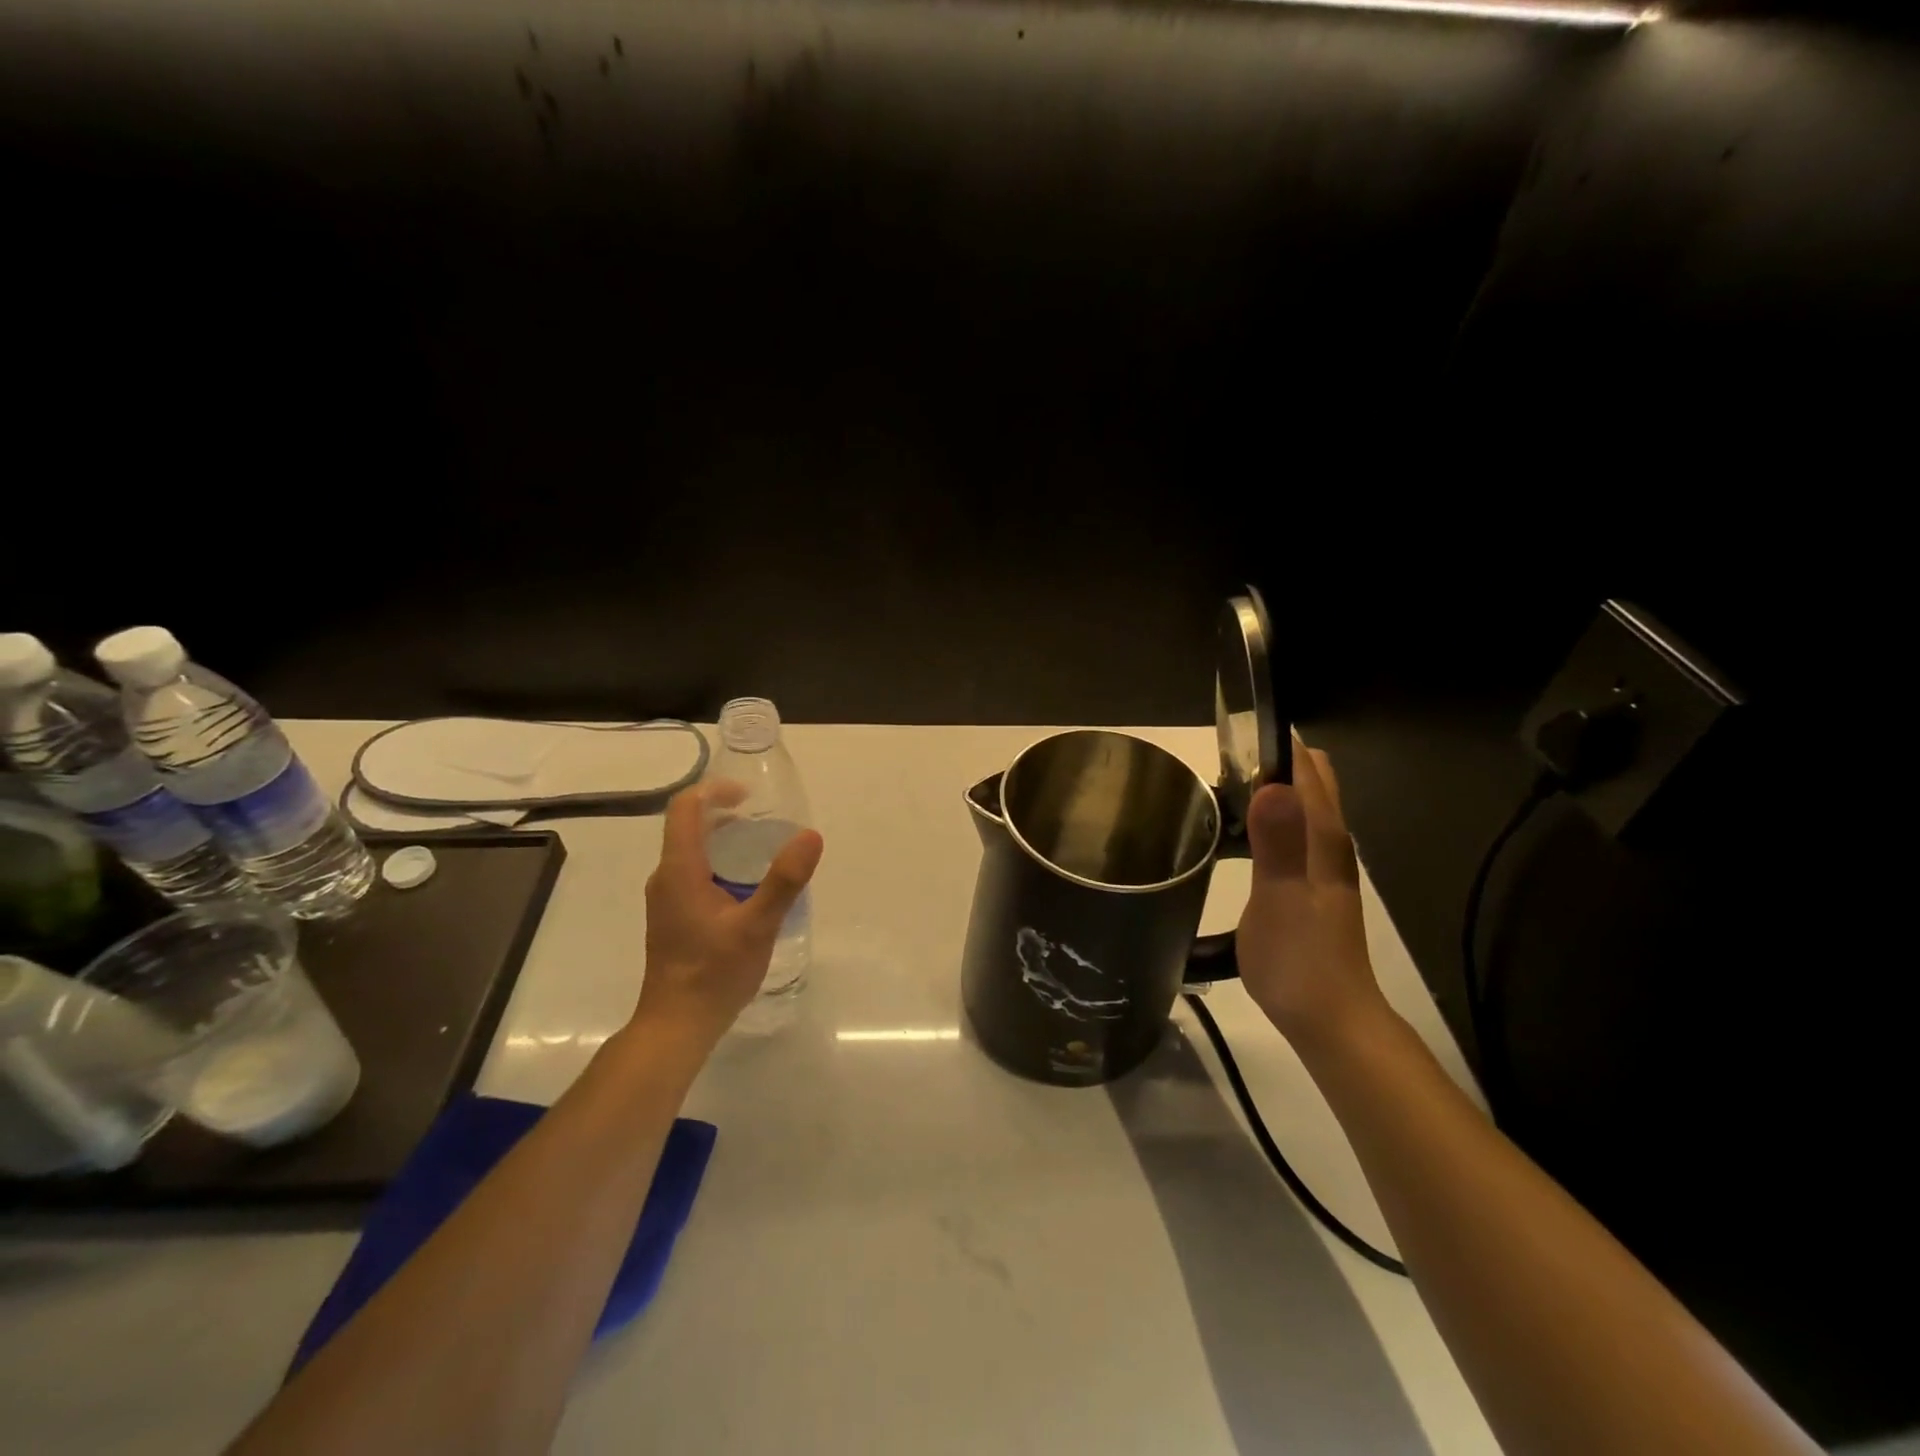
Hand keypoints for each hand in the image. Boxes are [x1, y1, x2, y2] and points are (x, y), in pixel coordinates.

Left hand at [636, 782, 824, 1043]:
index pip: (685, 808)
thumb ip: (784, 880)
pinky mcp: (673, 916)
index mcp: (679, 869)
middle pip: (689, 826)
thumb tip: (810, 835)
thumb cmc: (713, 973)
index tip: (750, 796)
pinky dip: (721, 863)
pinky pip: (694, 872)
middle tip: (768, 822)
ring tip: (766, 850)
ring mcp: (666, 898)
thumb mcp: (757, 925)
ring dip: (726, 840)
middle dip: (727, 814)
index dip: (715, 790)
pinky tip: (749, 887)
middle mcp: (666, 877)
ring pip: (692, 851)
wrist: (677, 1025)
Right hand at [1237, 744, 1388, 1049]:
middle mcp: (1329, 844)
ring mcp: (1321, 866)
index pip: (1307, 770)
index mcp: (1323, 838)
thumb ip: (1277, 843)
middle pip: (1311, 782)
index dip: (1276, 744)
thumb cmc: (1299, 959)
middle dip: (1273, 760)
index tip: (1233, 732)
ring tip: (1220, 787)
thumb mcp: (1279, 899)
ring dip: (1270, 787)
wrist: (1329, 1020)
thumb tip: (1272, 784)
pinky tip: (1238, 832)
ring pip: (1302, 806)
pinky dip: (1268, 817)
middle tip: (1221, 763)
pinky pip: (1291, 832)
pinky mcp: (1309, 885)